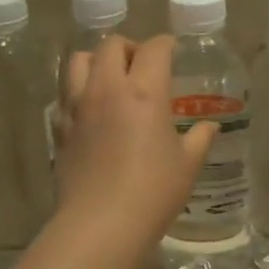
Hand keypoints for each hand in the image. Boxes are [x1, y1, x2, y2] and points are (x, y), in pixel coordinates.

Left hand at [54, 35, 214, 251]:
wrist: (101, 223)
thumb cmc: (153, 191)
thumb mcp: (187, 165)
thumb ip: (199, 139)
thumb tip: (209, 127)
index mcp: (144, 92)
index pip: (154, 49)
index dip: (166, 45)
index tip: (172, 51)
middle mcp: (106, 89)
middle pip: (110, 45)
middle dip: (129, 47)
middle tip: (142, 66)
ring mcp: (77, 106)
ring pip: (78, 61)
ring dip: (96, 61)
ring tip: (110, 79)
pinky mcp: (59, 127)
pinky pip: (65, 94)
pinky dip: (78, 91)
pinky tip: (91, 111)